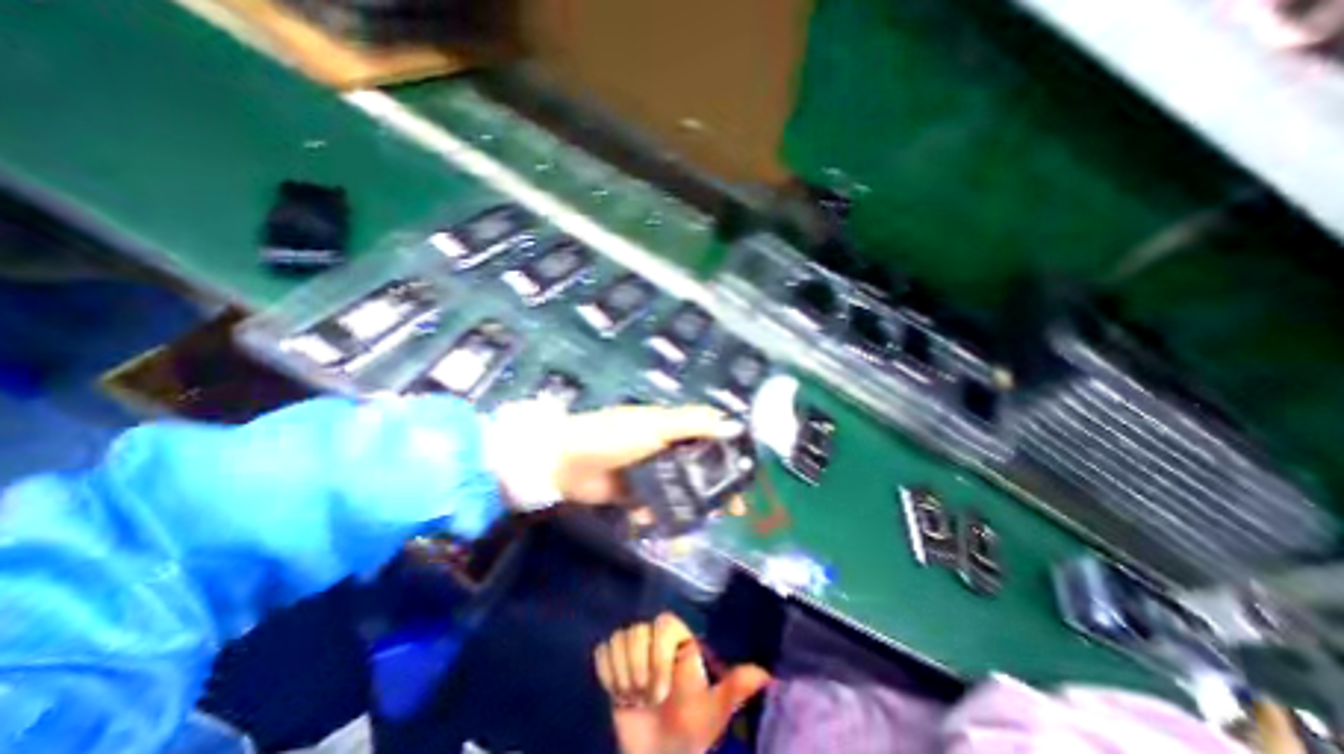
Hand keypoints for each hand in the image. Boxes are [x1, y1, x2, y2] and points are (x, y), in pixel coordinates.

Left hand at [557, 407, 745, 505]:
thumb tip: (733, 424)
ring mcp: (649, 473)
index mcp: (671, 428)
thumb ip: (693, 424)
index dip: (729, 453)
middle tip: (733, 510)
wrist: (566, 461)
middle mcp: (664, 449)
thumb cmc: (614, 436)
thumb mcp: (656, 425)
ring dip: (689, 507)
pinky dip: (658, 516)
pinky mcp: (634, 494)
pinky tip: (651, 521)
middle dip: (716, 488)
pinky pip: (656, 507)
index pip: (709, 437)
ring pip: (680, 491)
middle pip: (698, 468)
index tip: (746, 474)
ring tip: (697, 525)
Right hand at [596, 613, 772, 753]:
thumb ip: (735, 689)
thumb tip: (765, 675)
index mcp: (680, 642)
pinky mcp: (615, 666)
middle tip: (646, 699)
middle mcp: (656, 640)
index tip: (660, 693)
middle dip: (638, 668)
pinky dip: (607, 674)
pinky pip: (603, 652)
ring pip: (618, 639)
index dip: (658, 655)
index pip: (663, 624)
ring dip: (622, 674)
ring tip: (633, 698)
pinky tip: (619, 694)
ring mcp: (634, 652)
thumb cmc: (692, 734)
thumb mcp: (714, 713)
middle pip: (636, 631)